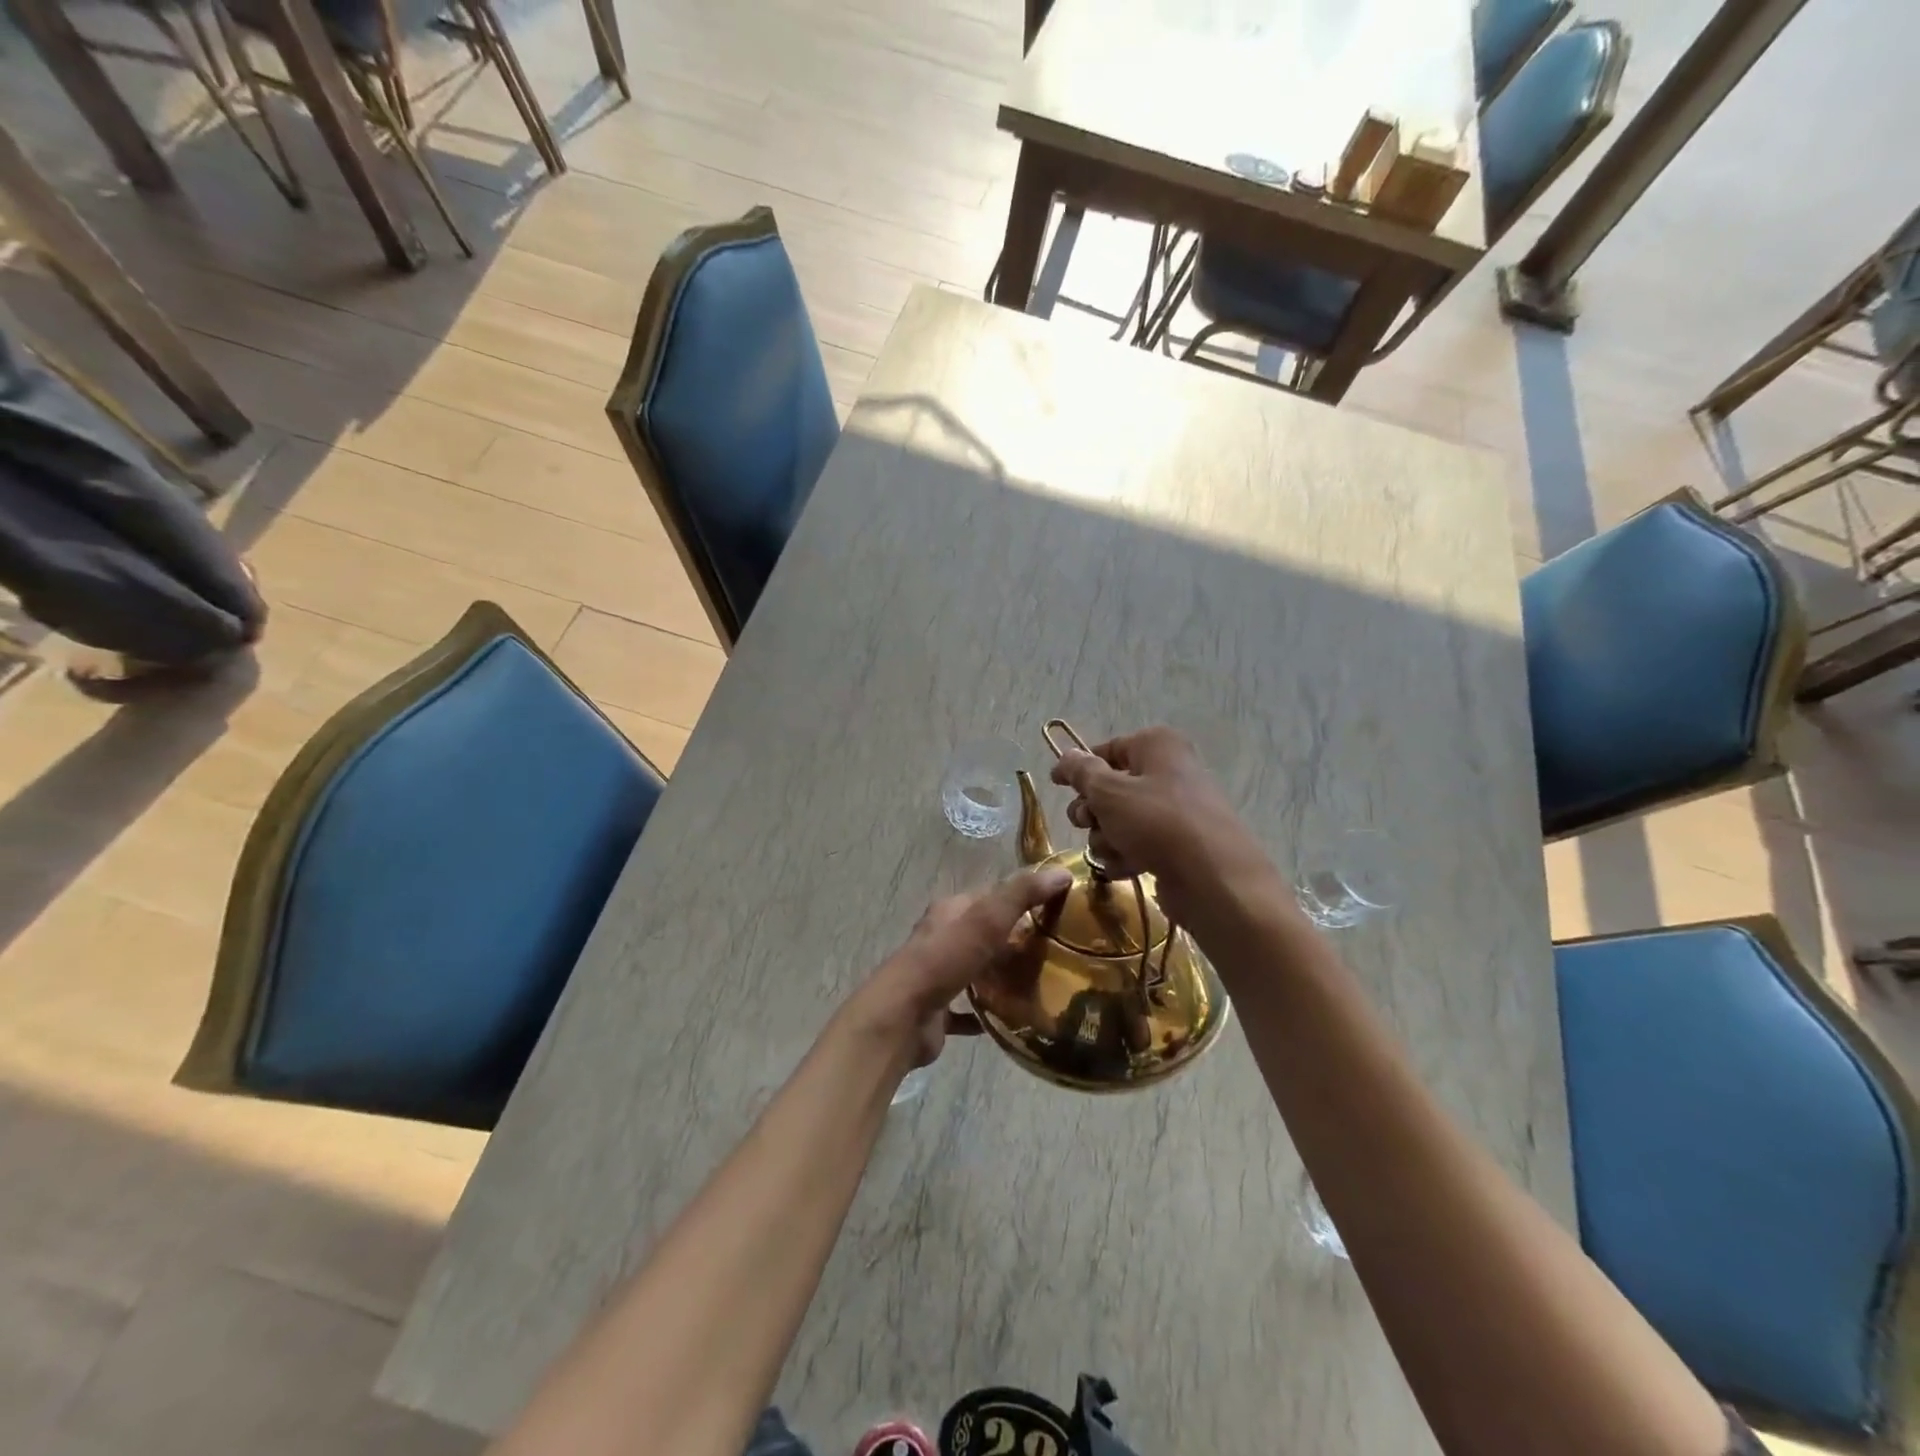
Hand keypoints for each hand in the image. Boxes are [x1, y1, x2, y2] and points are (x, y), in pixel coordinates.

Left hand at [848, 865, 1073, 1068]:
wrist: (902, 1017)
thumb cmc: (944, 960)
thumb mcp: (987, 918)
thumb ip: (1022, 894)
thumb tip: (1061, 871)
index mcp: (950, 911)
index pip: (990, 896)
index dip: (1020, 898)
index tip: (1054, 909)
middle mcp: (941, 939)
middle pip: (983, 934)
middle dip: (1013, 940)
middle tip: (1053, 951)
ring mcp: (937, 976)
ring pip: (975, 970)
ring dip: (999, 975)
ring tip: (1039, 984)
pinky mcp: (936, 1011)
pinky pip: (967, 1010)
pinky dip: (986, 1013)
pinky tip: (1011, 1019)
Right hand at [1049, 726, 1277, 929]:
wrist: (1213, 879)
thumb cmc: (1157, 822)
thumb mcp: (1109, 792)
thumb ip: (1081, 772)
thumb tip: (1065, 755)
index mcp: (1156, 746)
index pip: (1106, 749)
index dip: (1078, 768)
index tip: (1055, 785)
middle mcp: (1168, 772)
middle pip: (1110, 788)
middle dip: (1093, 811)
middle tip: (1090, 822)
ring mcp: (1174, 811)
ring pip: (1119, 821)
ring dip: (1107, 839)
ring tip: (1117, 851)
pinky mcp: (1176, 846)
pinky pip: (1137, 845)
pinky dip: (1126, 856)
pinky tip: (1128, 868)